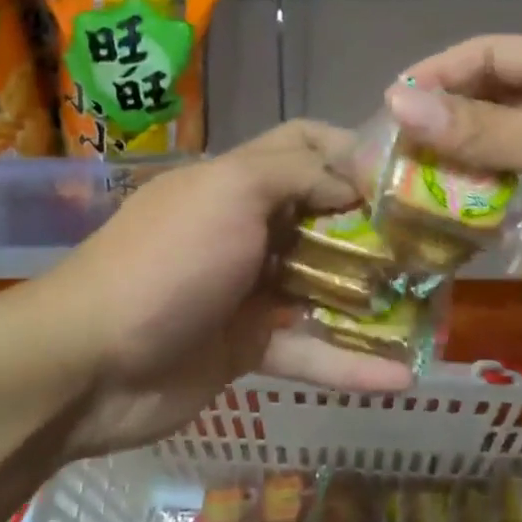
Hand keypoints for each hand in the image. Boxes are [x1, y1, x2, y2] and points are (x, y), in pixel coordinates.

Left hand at [47, 121, 414, 458]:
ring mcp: (247, 288)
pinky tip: (401, 377)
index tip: (401, 173)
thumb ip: (295, 174)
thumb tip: (352, 179)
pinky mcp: (246, 346)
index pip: (303, 144)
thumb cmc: (167, 261)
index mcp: (238, 180)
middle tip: (434, 244)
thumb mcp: (230, 194)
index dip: (349, 149)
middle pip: (323, 216)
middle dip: (376, 228)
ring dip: (373, 296)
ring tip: (433, 307)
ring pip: (323, 285)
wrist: (87, 364)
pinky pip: (307, 349)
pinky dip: (348, 362)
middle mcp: (247, 227)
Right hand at [389, 34, 521, 322]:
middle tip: (400, 186)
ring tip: (449, 233)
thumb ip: (482, 130)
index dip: (434, 80)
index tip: (385, 116)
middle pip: (493, 122)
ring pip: (514, 177)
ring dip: (487, 204)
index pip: (484, 58)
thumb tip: (395, 102)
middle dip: (451, 153)